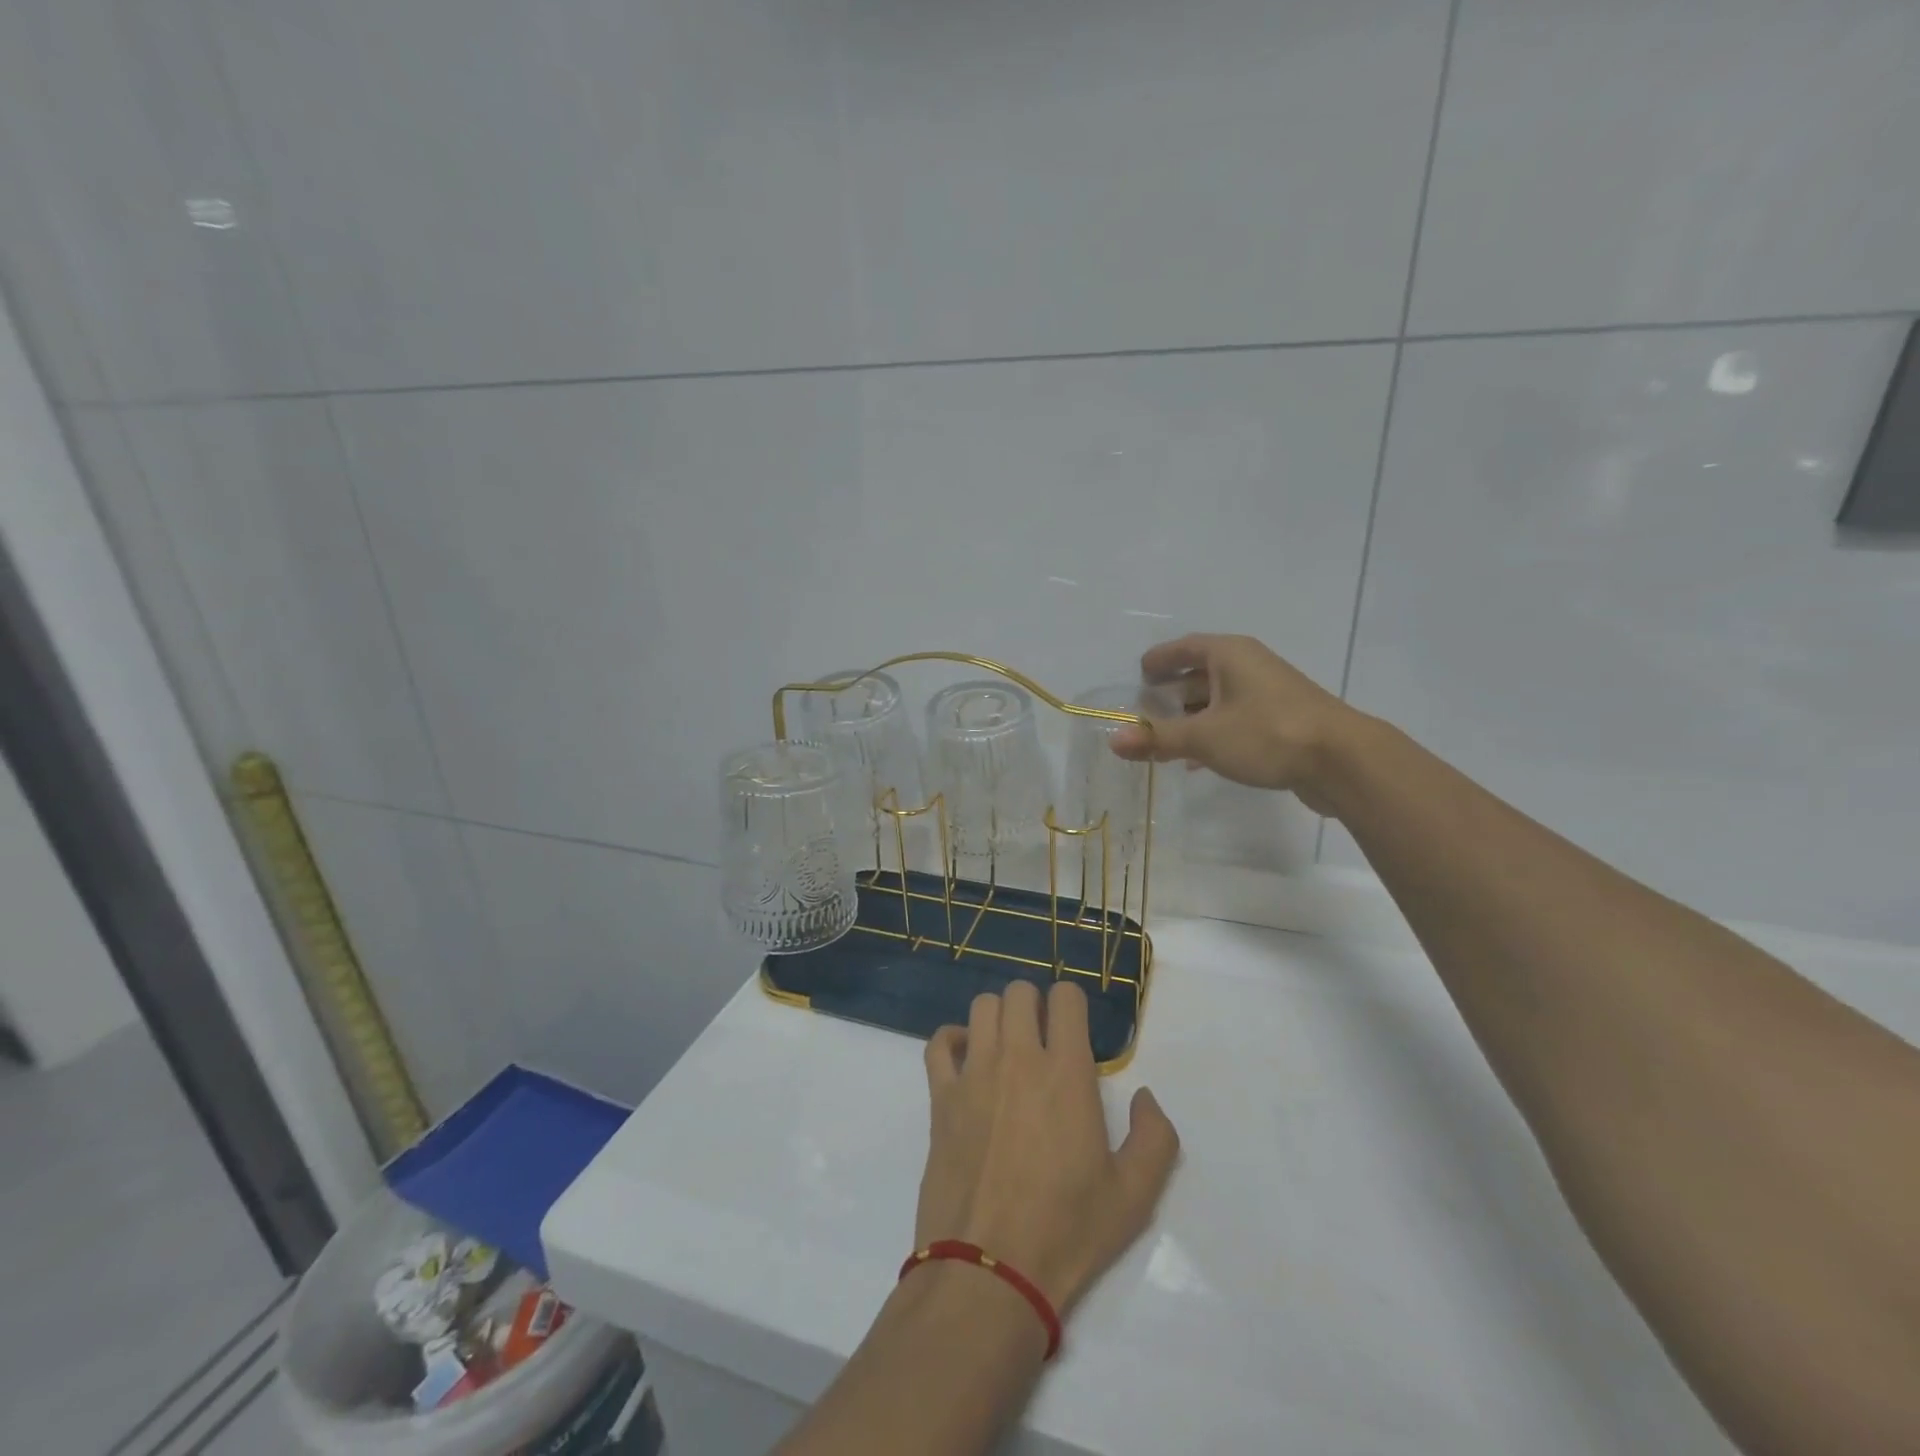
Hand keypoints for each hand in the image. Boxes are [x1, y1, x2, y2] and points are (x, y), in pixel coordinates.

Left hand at [916, 981, 1179, 1314]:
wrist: (990, 1271)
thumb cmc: (1067, 1231)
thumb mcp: (1134, 1195)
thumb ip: (1155, 1137)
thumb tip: (1145, 1096)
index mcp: (1066, 1072)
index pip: (1065, 997)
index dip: (1073, 1005)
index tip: (1076, 1031)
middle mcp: (1018, 1058)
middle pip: (1020, 992)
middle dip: (1035, 1005)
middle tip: (1044, 1039)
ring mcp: (974, 1074)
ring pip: (982, 1006)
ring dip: (999, 1017)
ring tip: (1008, 1048)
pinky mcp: (941, 1097)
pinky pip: (939, 1043)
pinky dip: (953, 1040)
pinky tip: (968, 1060)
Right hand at [1108, 633, 1360, 813]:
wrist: (1342, 760)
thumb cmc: (1266, 733)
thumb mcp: (1204, 737)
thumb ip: (1157, 738)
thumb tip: (1113, 740)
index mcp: (1229, 655)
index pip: (1185, 647)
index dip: (1160, 659)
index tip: (1140, 673)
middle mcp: (1249, 666)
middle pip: (1201, 673)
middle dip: (1173, 692)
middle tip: (1147, 709)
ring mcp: (1269, 692)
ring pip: (1220, 699)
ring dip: (1193, 716)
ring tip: (1167, 737)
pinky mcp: (1282, 720)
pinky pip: (1237, 719)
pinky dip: (1214, 732)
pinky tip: (1200, 760)